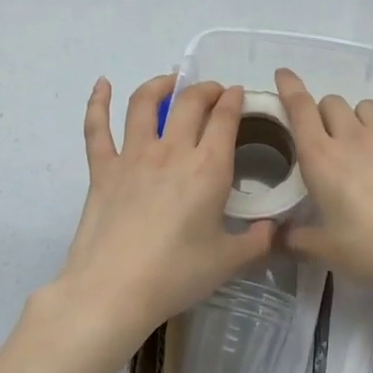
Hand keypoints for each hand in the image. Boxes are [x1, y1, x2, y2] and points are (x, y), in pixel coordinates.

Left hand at [52, 74, 273, 350]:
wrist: (113, 291)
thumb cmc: (176, 275)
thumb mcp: (228, 262)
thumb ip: (257, 241)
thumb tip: (274, 229)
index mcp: (208, 168)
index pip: (225, 118)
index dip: (233, 100)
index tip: (238, 94)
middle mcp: (172, 150)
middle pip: (190, 102)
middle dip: (206, 89)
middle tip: (213, 92)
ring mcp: (133, 155)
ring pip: (145, 103)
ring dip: (160, 85)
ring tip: (171, 81)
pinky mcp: (102, 169)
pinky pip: (97, 128)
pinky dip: (98, 101)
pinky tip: (102, 84)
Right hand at [273, 68, 372, 300]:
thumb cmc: (369, 249)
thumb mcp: (324, 249)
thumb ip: (294, 239)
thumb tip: (275, 237)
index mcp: (320, 158)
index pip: (299, 108)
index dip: (289, 88)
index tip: (283, 75)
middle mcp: (351, 136)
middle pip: (331, 104)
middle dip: (325, 116)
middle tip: (331, 141)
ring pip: (365, 106)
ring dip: (359, 118)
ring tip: (366, 140)